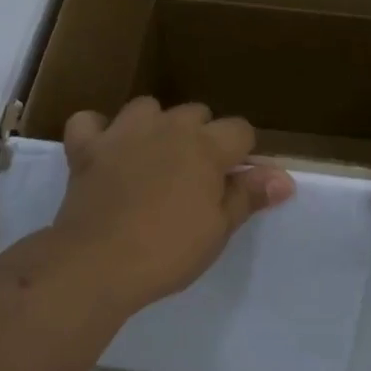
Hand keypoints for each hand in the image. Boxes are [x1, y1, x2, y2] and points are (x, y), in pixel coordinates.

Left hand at [47, 97, 294, 310]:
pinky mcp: (86, 146)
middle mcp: (167, 127)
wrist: (99, 262)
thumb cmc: (169, 250)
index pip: (240, 130)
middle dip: (201, 137)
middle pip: (195, 113)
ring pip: (146, 108)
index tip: (233, 182)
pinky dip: (97, 132)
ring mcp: (123, 132)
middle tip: (194, 179)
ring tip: (153, 158)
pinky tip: (102, 150)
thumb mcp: (218, 229)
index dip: (242, 154)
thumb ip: (249, 195)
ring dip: (154, 126)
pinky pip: (89, 122)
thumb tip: (284, 178)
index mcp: (205, 146)